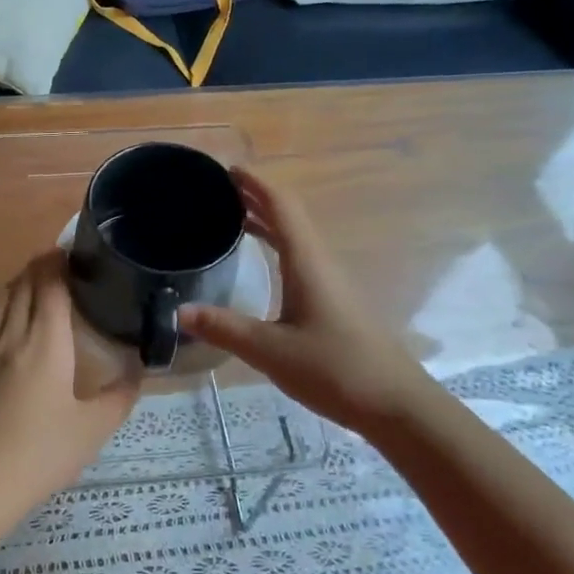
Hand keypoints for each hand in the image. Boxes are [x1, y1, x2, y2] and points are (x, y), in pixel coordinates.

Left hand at [0, 250, 140, 530]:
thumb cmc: (41, 452)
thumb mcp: (94, 428)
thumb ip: (121, 394)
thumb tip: (138, 369)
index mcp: (45, 340)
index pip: (49, 282)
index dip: (60, 261)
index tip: (76, 254)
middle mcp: (11, 333)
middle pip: (22, 283)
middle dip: (42, 266)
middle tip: (64, 268)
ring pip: (0, 298)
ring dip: (20, 283)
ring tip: (38, 287)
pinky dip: (1, 306)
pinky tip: (8, 321)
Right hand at [179, 168, 430, 435]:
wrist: (395, 404)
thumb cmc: (335, 369)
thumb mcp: (270, 351)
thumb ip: (224, 328)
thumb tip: (178, 312)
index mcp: (307, 262)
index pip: (281, 206)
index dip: (255, 183)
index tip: (227, 168)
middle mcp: (320, 263)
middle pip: (289, 216)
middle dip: (256, 196)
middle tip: (218, 188)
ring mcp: (330, 282)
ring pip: (295, 236)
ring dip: (266, 220)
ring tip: (231, 214)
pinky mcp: (333, 302)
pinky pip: (299, 257)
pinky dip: (275, 245)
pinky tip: (262, 261)